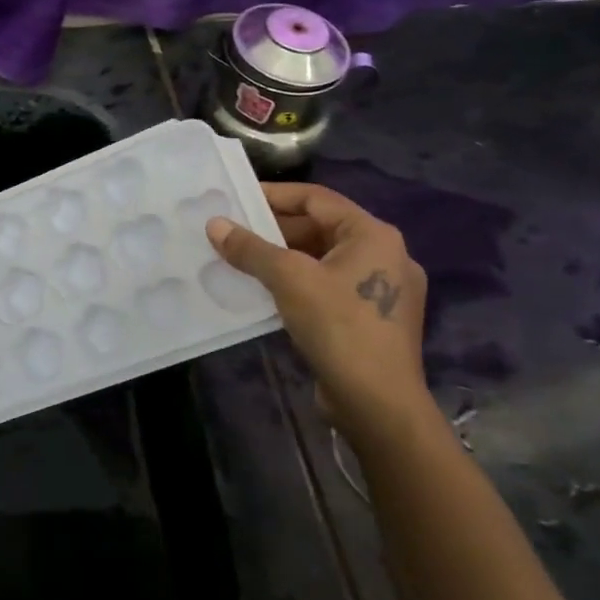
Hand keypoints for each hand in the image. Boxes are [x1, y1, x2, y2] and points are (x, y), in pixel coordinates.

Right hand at [206, 183, 434, 450]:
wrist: (379, 404)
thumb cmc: (339, 327)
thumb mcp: (289, 279)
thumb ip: (251, 248)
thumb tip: (214, 224)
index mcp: (373, 236)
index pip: (317, 199)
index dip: (274, 195)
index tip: (237, 198)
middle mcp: (385, 256)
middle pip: (321, 228)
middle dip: (275, 230)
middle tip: (233, 231)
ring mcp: (382, 290)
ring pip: (323, 260)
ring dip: (284, 258)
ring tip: (242, 259)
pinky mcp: (373, 319)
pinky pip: (329, 286)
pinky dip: (299, 283)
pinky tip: (267, 292)